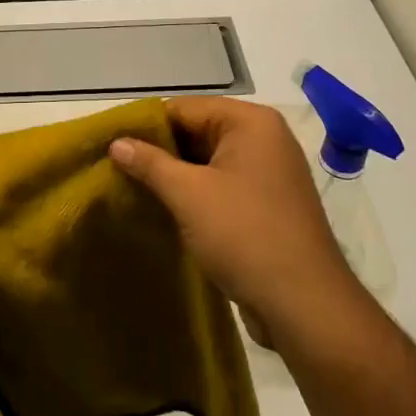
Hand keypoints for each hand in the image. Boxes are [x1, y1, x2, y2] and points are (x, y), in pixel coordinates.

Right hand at [110, 97, 358, 337]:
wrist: (306, 307)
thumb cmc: (246, 236)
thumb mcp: (189, 195)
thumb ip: (150, 163)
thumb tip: (116, 142)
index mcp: (250, 122)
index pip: (184, 108)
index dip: (146, 126)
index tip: (110, 145)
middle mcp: (264, 138)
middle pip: (197, 131)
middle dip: (158, 152)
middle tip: (115, 169)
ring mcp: (268, 173)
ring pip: (207, 162)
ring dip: (174, 176)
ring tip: (132, 189)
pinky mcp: (267, 205)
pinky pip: (221, 186)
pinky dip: (194, 194)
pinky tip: (165, 210)